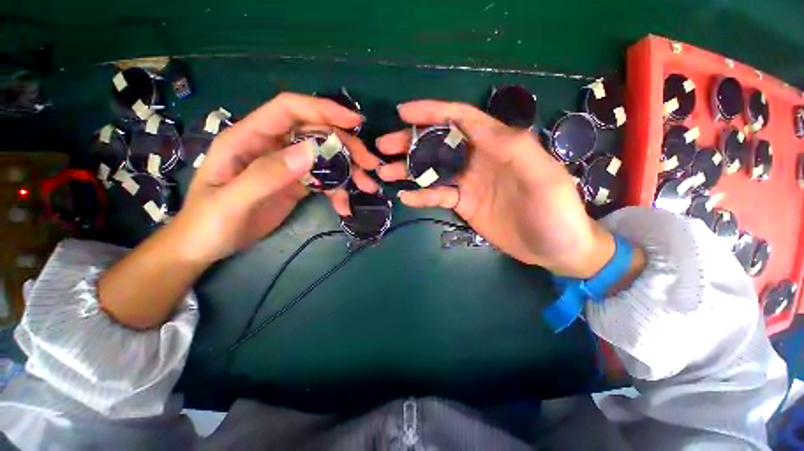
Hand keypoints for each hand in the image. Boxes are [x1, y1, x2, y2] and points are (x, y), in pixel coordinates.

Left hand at [170, 93, 377, 263]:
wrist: (207, 246)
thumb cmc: (208, 223)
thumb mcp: (233, 201)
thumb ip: (268, 174)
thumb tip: (311, 151)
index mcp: (249, 138)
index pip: (289, 109)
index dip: (323, 109)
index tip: (354, 122)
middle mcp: (271, 146)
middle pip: (315, 133)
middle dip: (346, 146)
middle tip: (369, 164)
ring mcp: (286, 166)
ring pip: (325, 157)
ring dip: (349, 171)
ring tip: (367, 187)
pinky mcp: (296, 184)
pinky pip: (324, 180)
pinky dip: (338, 191)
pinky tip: (345, 207)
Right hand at [364, 100, 615, 277]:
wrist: (555, 249)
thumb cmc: (556, 212)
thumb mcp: (543, 176)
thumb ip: (513, 148)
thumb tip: (475, 128)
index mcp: (500, 144)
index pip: (462, 119)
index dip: (433, 112)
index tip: (403, 113)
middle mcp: (479, 158)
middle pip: (440, 142)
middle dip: (411, 141)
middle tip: (384, 146)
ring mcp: (469, 183)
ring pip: (434, 169)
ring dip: (409, 169)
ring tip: (385, 172)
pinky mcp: (463, 203)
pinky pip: (438, 195)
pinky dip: (421, 196)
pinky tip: (405, 198)